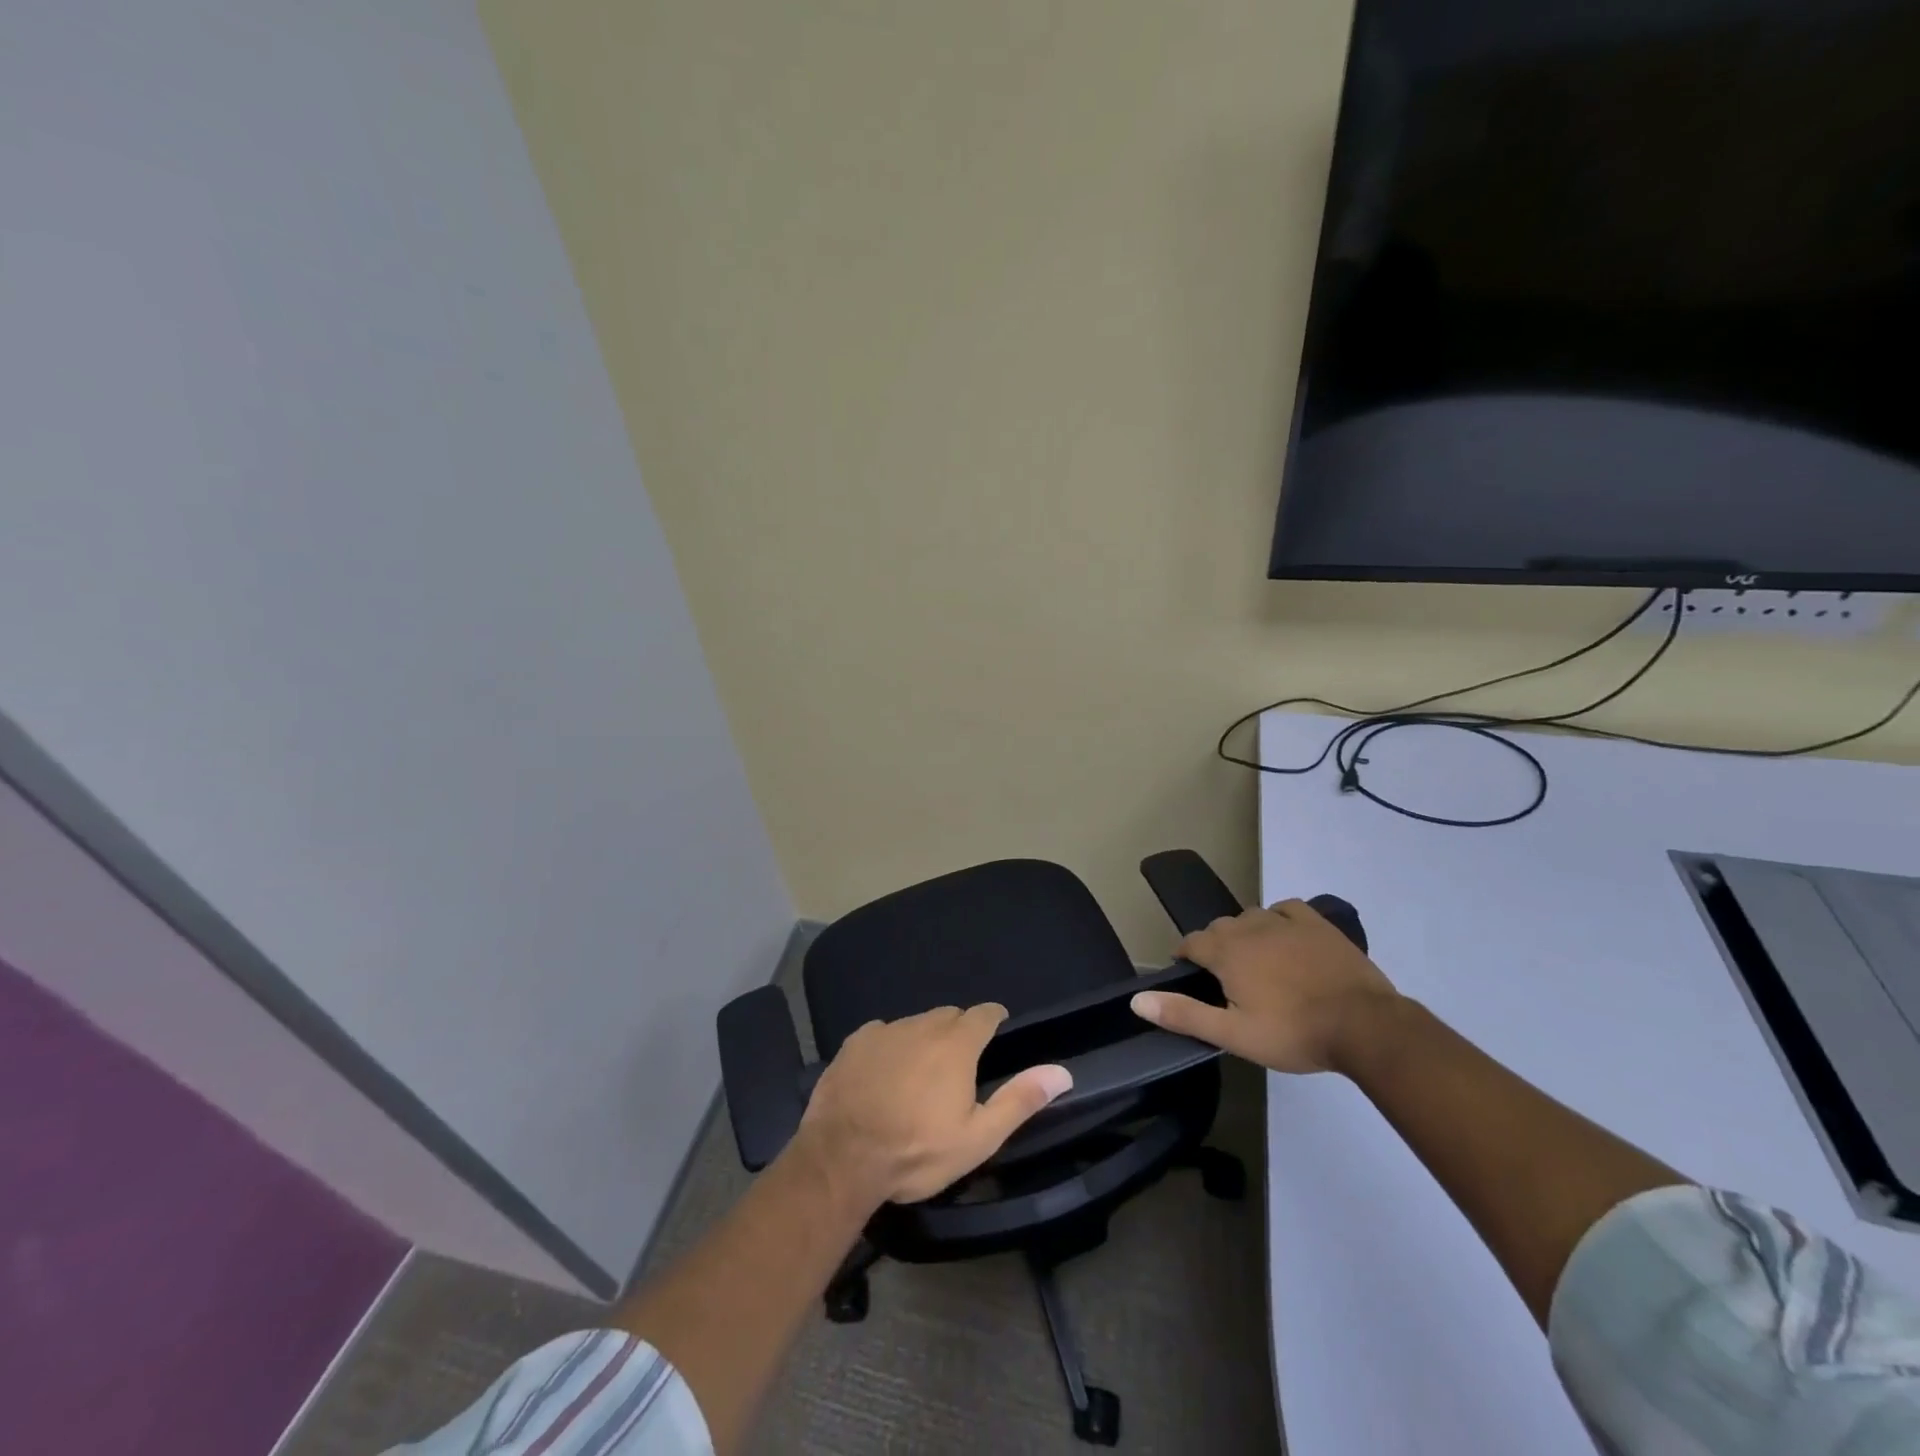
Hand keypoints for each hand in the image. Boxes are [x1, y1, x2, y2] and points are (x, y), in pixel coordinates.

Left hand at [794, 1004, 1071, 1206]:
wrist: (842, 1158)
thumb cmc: (918, 1151)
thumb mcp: (978, 1137)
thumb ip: (1020, 1100)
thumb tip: (1062, 1072)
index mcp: (956, 1044)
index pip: (984, 1014)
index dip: (993, 1019)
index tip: (997, 1029)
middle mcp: (922, 1025)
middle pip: (949, 1016)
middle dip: (959, 1030)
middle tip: (959, 1063)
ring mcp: (885, 1030)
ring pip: (915, 1023)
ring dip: (924, 1039)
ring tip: (920, 1073)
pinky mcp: (854, 1042)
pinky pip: (882, 1032)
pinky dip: (890, 1046)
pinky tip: (884, 1073)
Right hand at [1131, 900, 1398, 1073]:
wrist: (1365, 1026)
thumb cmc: (1293, 1033)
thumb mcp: (1233, 1035)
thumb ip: (1184, 1014)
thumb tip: (1136, 1000)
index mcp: (1226, 952)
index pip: (1191, 943)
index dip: (1185, 957)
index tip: (1189, 975)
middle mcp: (1249, 927)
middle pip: (1219, 928)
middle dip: (1214, 946)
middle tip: (1225, 978)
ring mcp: (1285, 922)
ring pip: (1250, 917)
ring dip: (1244, 933)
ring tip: (1254, 960)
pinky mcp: (1316, 923)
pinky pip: (1285, 910)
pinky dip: (1278, 919)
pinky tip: (1285, 936)